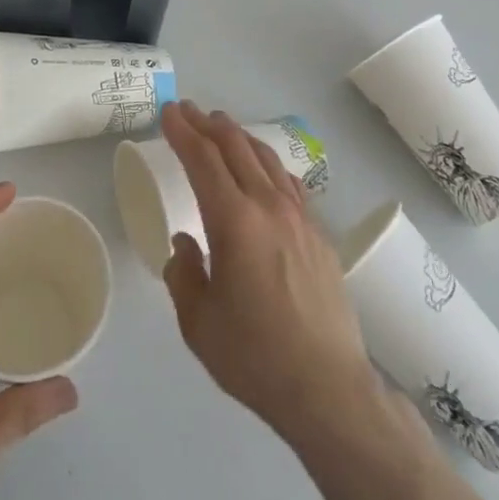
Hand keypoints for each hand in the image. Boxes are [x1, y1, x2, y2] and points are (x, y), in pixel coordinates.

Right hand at [159, 101, 382, 445]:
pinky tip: (264, 169)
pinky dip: (268, 164)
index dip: (183, 132)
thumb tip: (185, 244)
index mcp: (234, 222)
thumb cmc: (255, 357)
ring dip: (239, 136)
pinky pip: (290, 183)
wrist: (329, 389)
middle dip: (208, 123)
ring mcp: (300, 218)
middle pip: (236, 147)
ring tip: (222, 126)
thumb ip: (183, 275)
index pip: (204, 160)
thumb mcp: (199, 323)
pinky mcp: (320, 235)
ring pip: (266, 158)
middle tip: (188, 110)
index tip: (169, 112)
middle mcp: (268, 207)